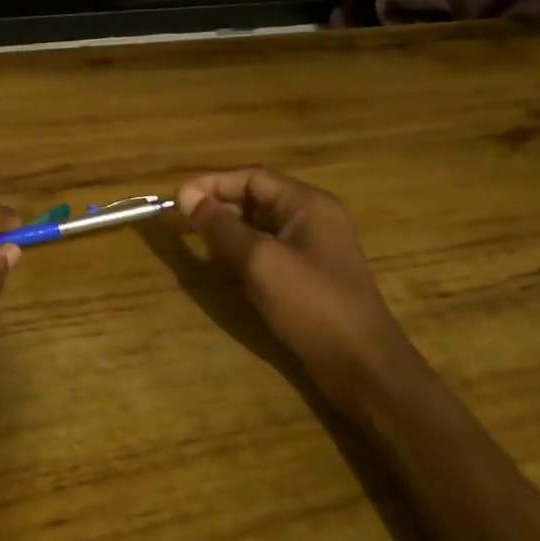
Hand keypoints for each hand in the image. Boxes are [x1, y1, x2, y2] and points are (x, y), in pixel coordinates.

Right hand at [177, 168, 403, 398]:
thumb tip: (187, 198)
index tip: (177, 197)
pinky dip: (241, 249)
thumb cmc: (311, 304)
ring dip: (226, 227)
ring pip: (260, 224)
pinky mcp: (308, 274)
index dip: (212, 182)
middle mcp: (312, 217)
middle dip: (217, 203)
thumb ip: (221, 227)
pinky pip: (268, 248)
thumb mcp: (260, 261)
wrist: (362, 364)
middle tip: (178, 218)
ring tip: (192, 237)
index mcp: (308, 204)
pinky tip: (219, 261)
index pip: (253, 177)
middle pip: (257, 197)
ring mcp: (312, 247)